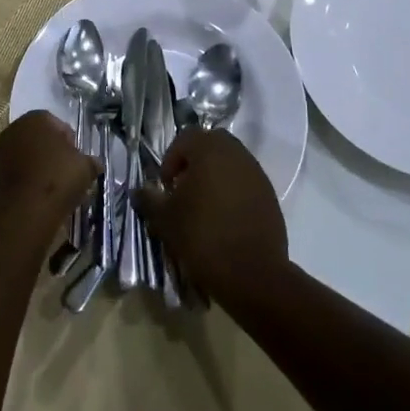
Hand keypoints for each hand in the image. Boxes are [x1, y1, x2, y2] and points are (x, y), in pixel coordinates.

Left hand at [0, 111, 95, 241]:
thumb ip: (91, 161)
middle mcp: (13, 129)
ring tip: (52, 187)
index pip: (57, 124)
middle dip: (51, 152)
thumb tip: (94, 163)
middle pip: (38, 138)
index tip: (77, 158)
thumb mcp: (86, 167)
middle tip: (66, 171)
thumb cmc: (58, 179)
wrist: (24, 212)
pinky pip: (14, 173)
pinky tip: (37, 195)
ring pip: (24, 155)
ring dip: (36, 166)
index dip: (70, 141)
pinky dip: (25, 180)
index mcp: (36, 118)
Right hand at [137, 128, 287, 305]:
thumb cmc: (202, 236)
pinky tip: (223, 219)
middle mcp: (237, 154)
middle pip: (211, 145)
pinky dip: (232, 192)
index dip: (171, 159)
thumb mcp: (165, 219)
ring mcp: (257, 174)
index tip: (166, 186)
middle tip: (183, 190)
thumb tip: (139, 191)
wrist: (252, 273)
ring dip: (214, 177)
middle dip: (194, 163)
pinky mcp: (270, 196)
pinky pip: (245, 183)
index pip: (186, 137)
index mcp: (210, 150)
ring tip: (202, 207)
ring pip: (230, 163)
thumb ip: (149, 199)